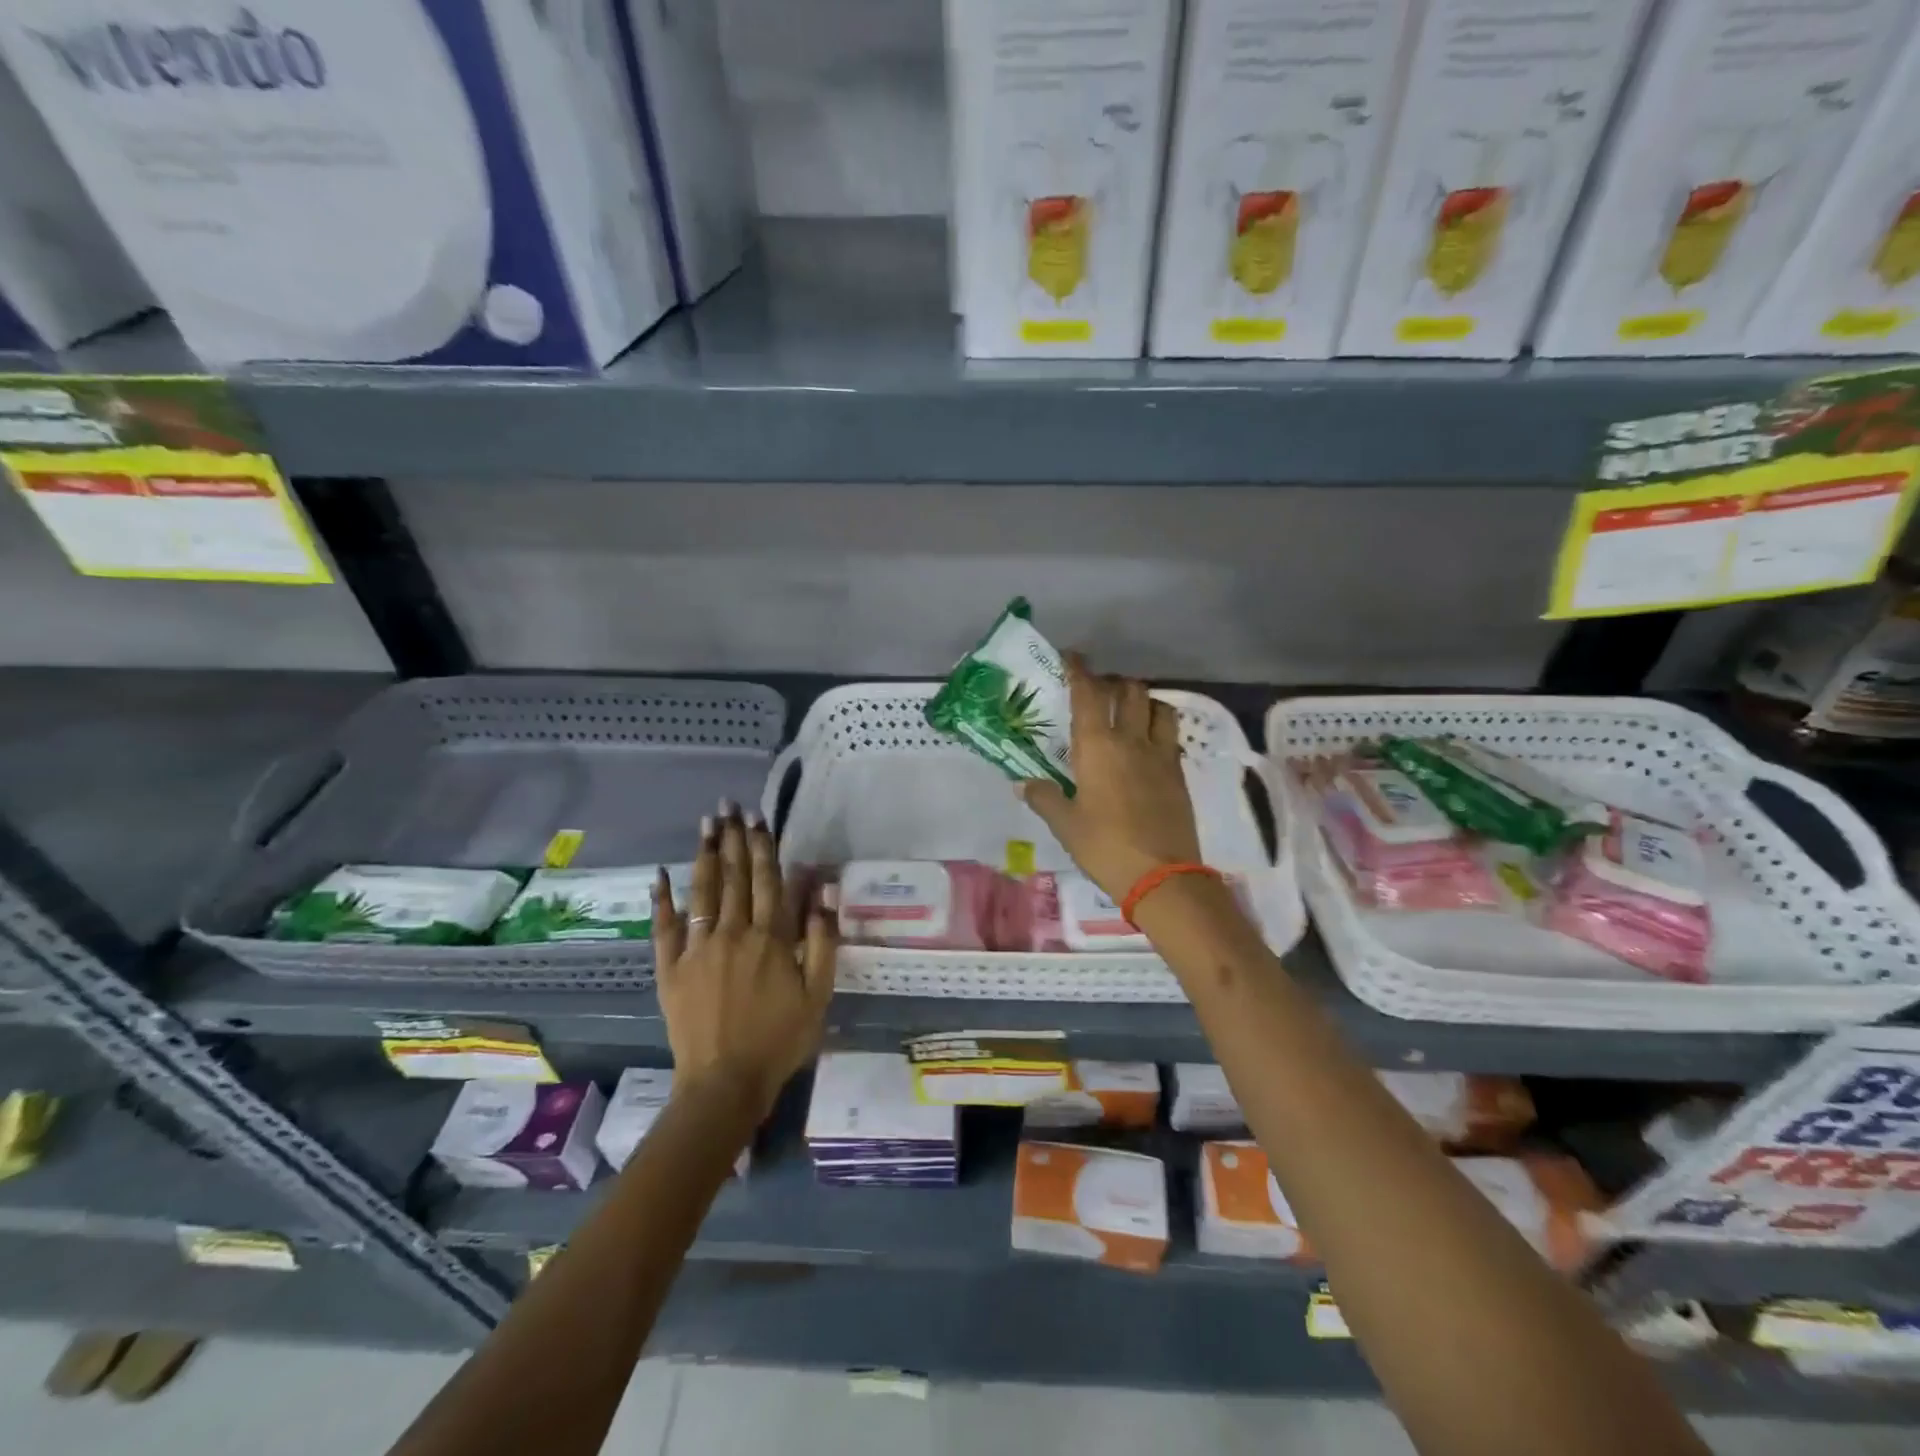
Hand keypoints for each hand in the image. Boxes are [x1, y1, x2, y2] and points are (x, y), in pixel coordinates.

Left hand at [651, 805, 835, 1117]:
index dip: (764, 847)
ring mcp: (698, 948)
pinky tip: (661, 874)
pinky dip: (663, 899)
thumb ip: (823, 939)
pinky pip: (665, 927)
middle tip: (730, 806)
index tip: (759, 818)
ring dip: (706, 854)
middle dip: (734, 838)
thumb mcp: (818, 993)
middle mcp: (734, 932)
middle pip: (735, 876)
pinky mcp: (671, 968)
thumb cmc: (780, 1039)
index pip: (768, 880)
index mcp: (771, 938)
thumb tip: (823, 890)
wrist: (725, 1082)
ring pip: (703, 891)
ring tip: (707, 823)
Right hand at [1018, 652, 1203, 901]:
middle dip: (1113, 682)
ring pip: (1158, 706)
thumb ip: (1045, 798)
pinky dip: (1160, 725)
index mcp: (1097, 747)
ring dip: (1143, 699)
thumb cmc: (1105, 847)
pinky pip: (1171, 734)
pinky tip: (1149, 741)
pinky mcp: (1178, 772)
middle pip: (1129, 691)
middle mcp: (1131, 740)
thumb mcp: (1066, 825)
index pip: (1088, 694)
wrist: (1163, 876)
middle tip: (1099, 690)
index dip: (1079, 671)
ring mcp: (1160, 754)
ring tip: (1131, 709)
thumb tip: (1024, 784)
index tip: (1072, 657)